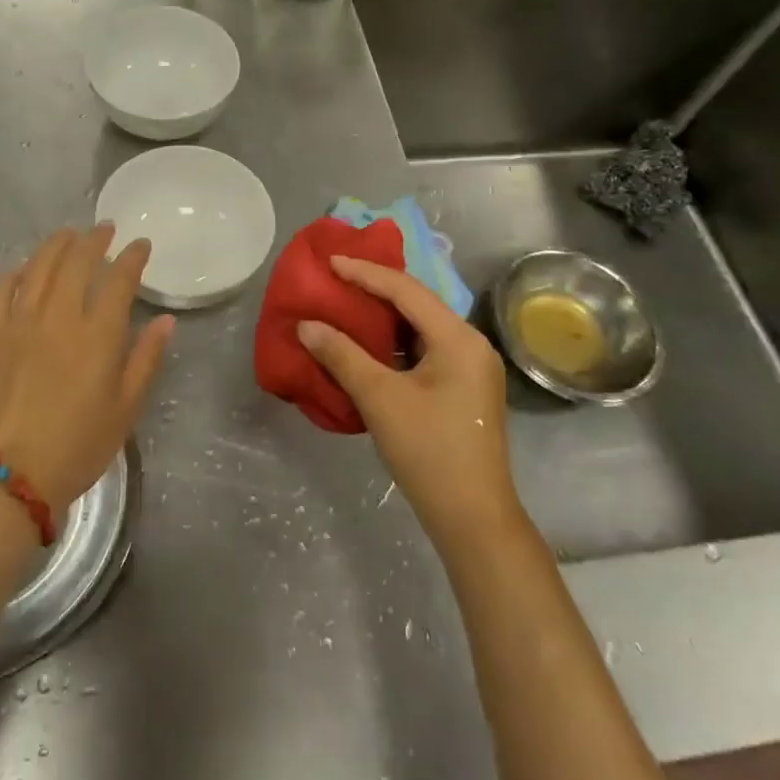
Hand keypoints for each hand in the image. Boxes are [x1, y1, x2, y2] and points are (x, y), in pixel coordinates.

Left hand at [0, 225, 174, 516]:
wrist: (11, 475)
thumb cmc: (79, 445)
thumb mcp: (127, 408)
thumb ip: (146, 359)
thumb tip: (165, 320)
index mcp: (99, 335)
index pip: (119, 279)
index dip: (133, 257)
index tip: (141, 245)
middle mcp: (60, 317)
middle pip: (77, 261)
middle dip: (95, 239)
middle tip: (106, 230)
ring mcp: (20, 322)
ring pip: (39, 266)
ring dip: (57, 245)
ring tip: (69, 235)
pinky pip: (0, 290)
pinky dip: (15, 272)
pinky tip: (24, 268)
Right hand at [296, 255, 517, 547]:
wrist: (472, 517)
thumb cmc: (428, 451)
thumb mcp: (380, 398)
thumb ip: (342, 355)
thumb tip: (307, 325)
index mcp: (459, 338)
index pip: (407, 291)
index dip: (365, 273)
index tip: (330, 261)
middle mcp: (471, 345)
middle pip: (418, 304)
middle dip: (376, 289)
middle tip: (337, 277)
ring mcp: (471, 369)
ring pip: (422, 328)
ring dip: (385, 317)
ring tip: (348, 304)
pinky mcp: (464, 390)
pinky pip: (426, 350)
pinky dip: (395, 343)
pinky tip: (369, 345)